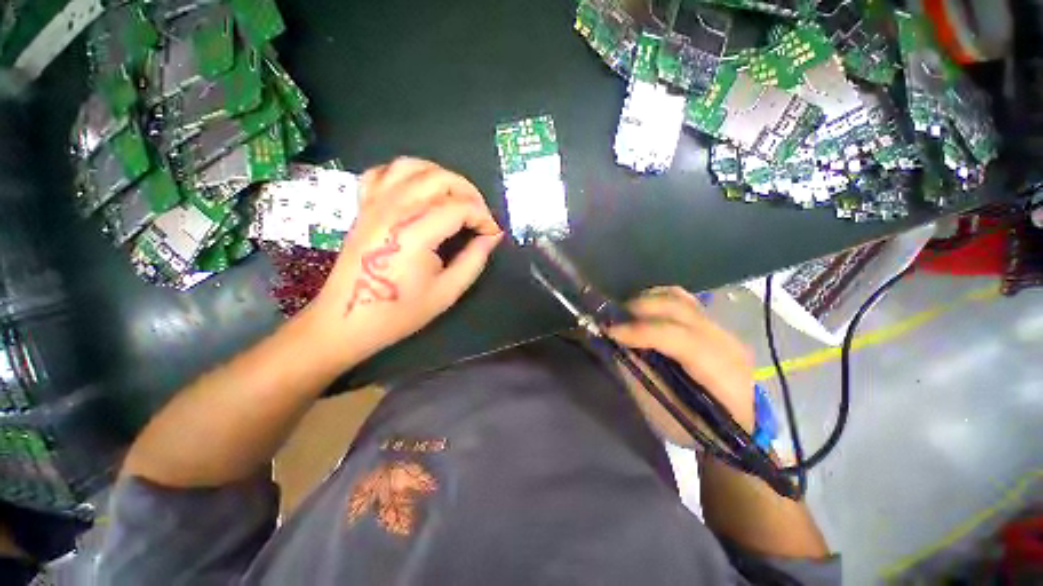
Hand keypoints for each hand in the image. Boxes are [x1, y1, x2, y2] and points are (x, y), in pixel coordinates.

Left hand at [303, 158, 502, 365]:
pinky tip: (419, 191)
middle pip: (440, 178)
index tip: (493, 233)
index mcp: (415, 233)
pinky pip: (384, 172)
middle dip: (469, 192)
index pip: (460, 207)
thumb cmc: (399, 311)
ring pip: (413, 166)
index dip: (483, 217)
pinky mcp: (364, 206)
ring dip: (442, 176)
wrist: (347, 320)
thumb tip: (492, 236)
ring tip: (455, 198)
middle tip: (480, 215)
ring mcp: (375, 203)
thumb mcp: (447, 292)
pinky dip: (407, 174)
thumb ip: (474, 260)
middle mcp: (394, 209)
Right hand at [607, 286, 755, 432]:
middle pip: (680, 309)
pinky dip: (658, 299)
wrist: (736, 427)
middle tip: (613, 319)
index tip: (610, 331)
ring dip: (647, 300)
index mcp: (721, 374)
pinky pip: (682, 300)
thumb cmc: (697, 427)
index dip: (642, 331)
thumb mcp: (663, 412)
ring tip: (625, 313)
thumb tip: (616, 344)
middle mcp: (726, 344)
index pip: (680, 338)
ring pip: (680, 298)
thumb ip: (640, 374)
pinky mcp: (712, 324)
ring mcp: (721, 330)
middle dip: (640, 308)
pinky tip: (643, 310)